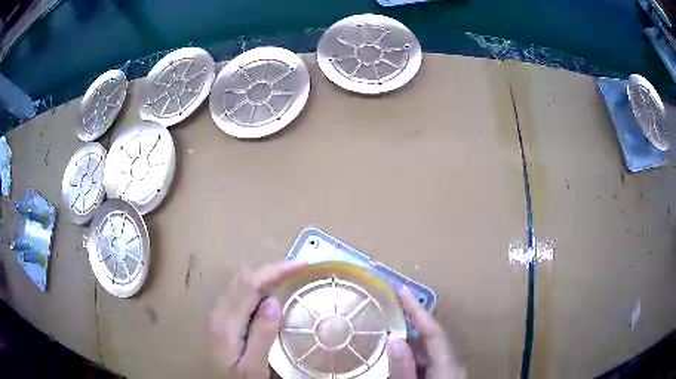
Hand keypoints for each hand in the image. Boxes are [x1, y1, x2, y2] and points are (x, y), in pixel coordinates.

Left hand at [210, 261, 306, 377]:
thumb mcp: (254, 367)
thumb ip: (261, 335)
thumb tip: (273, 301)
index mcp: (226, 324)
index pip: (249, 285)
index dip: (275, 270)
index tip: (301, 265)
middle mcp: (219, 312)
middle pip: (243, 277)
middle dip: (271, 267)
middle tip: (298, 268)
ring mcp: (219, 313)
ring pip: (240, 281)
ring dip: (264, 273)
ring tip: (288, 275)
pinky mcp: (223, 317)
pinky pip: (240, 290)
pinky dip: (258, 283)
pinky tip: (270, 291)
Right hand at [387, 287, 465, 378]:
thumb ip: (403, 366)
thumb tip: (393, 339)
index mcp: (449, 364)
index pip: (434, 331)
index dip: (417, 310)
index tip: (402, 290)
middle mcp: (453, 364)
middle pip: (432, 338)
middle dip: (413, 322)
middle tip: (391, 304)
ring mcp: (450, 371)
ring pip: (429, 350)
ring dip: (411, 340)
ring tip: (388, 328)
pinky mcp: (445, 376)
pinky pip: (429, 360)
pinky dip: (414, 355)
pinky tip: (400, 356)